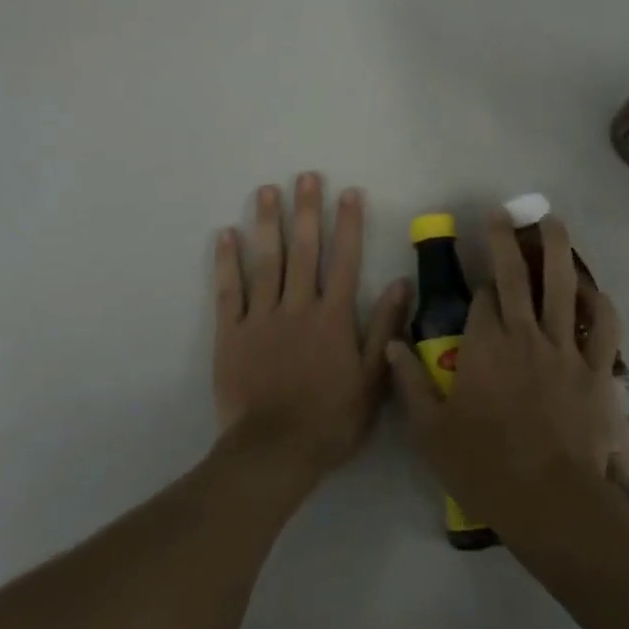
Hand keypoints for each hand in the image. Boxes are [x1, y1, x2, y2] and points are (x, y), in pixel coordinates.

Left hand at [213, 174, 408, 488]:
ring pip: (266, 261)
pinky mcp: (231, 333)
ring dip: (267, 224)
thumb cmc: (330, 419)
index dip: (349, 225)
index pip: (345, 260)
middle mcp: (298, 306)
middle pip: (304, 250)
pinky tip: (226, 234)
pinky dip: (227, 262)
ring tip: (267, 191)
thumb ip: (384, 328)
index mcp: (333, 316)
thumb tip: (402, 283)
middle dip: (306, 211)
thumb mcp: (372, 379)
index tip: (349, 193)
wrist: (275, 451)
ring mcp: (262, 317)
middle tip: (305, 176)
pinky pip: (229, 291)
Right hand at [388, 209, 623, 545]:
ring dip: (556, 249)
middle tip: (503, 212)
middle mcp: (523, 335)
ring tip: (551, 221)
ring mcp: (564, 350)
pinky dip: (599, 303)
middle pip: (516, 275)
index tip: (478, 283)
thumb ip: (408, 381)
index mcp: (484, 346)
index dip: (479, 286)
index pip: (482, 298)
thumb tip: (391, 343)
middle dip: (506, 239)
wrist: (550, 503)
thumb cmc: (484, 466)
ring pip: (561, 287)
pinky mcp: (595, 371)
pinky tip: (591, 288)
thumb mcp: (430, 430)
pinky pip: (603, 328)